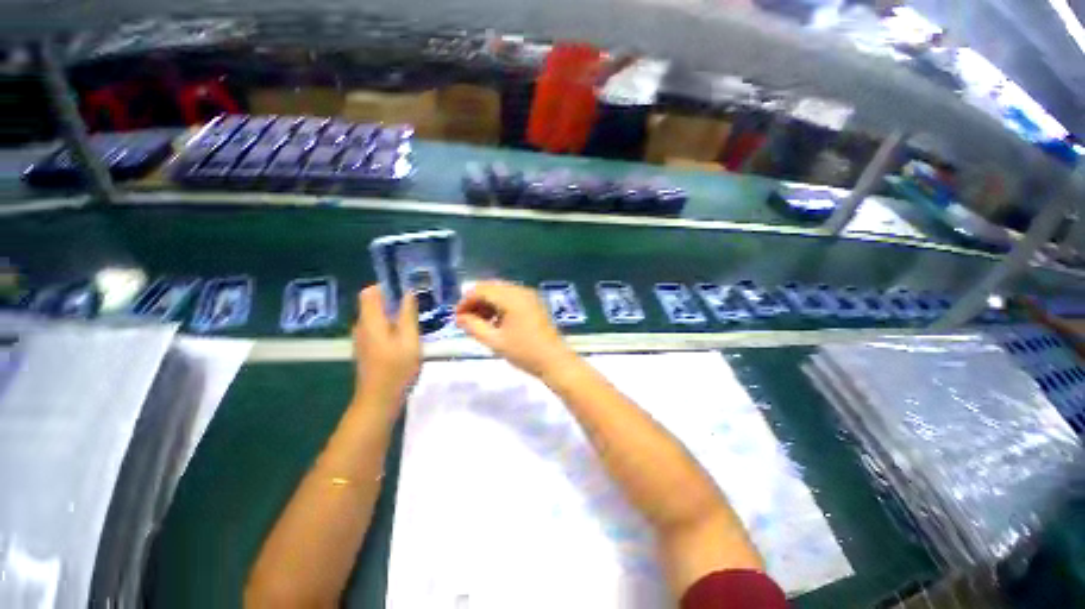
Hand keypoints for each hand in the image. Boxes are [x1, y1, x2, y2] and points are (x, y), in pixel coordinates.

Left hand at [352, 286, 420, 407]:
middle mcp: (361, 326)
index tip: (406, 288)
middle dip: (393, 299)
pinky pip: (377, 328)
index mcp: (370, 321)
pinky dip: (390, 325)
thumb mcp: (409, 339)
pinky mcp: (366, 348)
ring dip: (393, 313)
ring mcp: (362, 338)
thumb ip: (408, 314)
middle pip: (372, 303)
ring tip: (414, 318)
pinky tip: (406, 335)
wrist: (379, 400)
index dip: (386, 286)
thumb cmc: (397, 368)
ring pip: (376, 316)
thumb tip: (409, 293)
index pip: (369, 292)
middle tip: (416, 304)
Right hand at [455, 280, 577, 379]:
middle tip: (466, 320)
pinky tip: (495, 322)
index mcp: (512, 298)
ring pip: (501, 292)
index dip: (465, 301)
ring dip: (487, 303)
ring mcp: (530, 296)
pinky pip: (511, 297)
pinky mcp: (534, 303)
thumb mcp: (495, 341)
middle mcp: (521, 291)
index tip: (457, 318)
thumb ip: (474, 326)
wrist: (554, 360)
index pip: (481, 289)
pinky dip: (499, 305)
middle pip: (491, 287)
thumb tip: (459, 317)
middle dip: (476, 301)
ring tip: (479, 323)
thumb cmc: (524, 352)